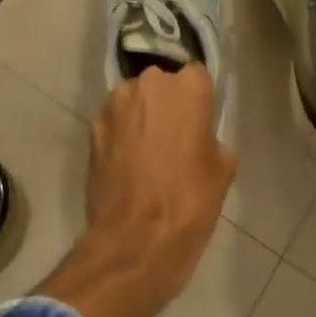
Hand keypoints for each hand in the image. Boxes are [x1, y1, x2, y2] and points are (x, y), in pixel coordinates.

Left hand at [38, 65, 235, 316]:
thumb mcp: (222, 171)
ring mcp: (116, 104)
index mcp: (187, 88)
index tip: (199, 120)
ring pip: (134, 100)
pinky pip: (113, 121)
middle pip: (162, 84)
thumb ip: (211, 138)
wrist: (134, 241)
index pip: (196, 75)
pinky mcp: (93, 128)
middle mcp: (149, 84)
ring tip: (147, 152)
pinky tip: (126, 163)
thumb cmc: (189, 203)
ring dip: (140, 116)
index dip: (198, 99)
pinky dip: (120, 134)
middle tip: (173, 137)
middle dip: (166, 104)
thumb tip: (199, 137)